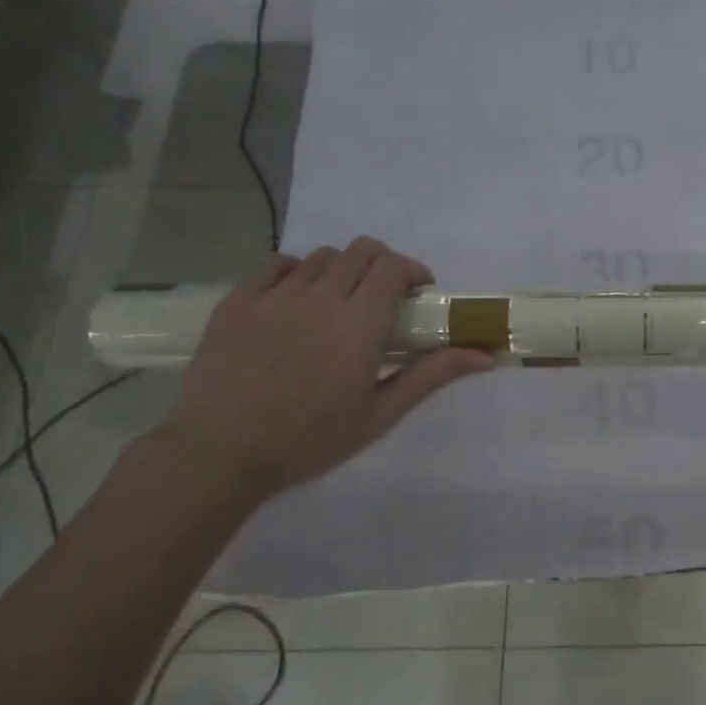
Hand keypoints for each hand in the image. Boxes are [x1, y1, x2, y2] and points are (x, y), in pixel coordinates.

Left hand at [153, 238, 493, 501]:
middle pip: (361, 251)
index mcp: (359, 323)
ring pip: (321, 256)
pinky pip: (277, 266)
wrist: (220, 453)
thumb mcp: (380, 414)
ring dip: (342, 271)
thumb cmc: (310, 439)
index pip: (393, 266)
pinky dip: (298, 274)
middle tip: (384, 301)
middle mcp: (319, 297)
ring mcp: (274, 295)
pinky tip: (298, 304)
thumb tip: (485, 356)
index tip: (419, 296)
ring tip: (339, 306)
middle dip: (383, 267)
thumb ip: (431, 375)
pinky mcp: (237, 301)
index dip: (413, 272)